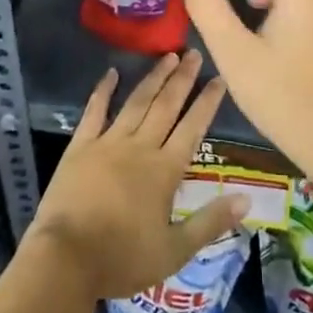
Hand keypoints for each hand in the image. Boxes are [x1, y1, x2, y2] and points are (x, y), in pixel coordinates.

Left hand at [26, 51, 247, 299]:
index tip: (218, 78)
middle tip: (193, 52)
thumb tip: (246, 198)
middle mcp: (140, 147)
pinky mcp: (80, 146)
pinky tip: (111, 73)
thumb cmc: (122, 259)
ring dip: (153, 78)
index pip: (192, 128)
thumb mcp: (174, 251)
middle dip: (182, 79)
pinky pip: (94, 112)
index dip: (206, 102)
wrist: (66, 260)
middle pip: (166, 106)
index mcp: (165, 171)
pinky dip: (103, 91)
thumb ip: (210, 222)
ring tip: (167, 56)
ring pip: (137, 103)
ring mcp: (108, 143)